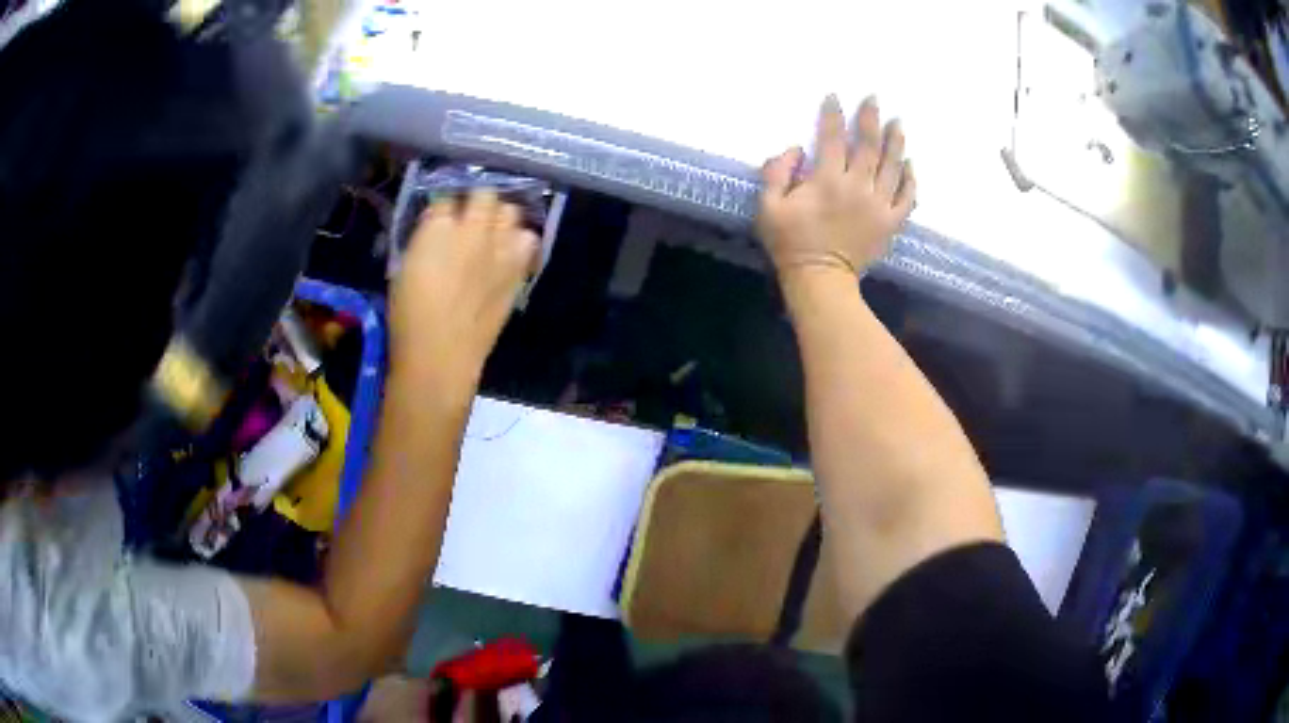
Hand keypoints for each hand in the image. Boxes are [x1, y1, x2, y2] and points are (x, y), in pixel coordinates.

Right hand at [390, 190, 537, 387]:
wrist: (441, 353)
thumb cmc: (409, 316)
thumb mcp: (404, 268)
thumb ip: (424, 239)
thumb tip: (436, 227)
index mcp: (437, 228)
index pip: (445, 195)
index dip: (444, 201)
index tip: (443, 209)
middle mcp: (473, 229)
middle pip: (484, 192)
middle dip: (477, 197)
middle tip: (470, 211)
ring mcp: (499, 248)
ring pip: (510, 210)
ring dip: (501, 215)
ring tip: (492, 228)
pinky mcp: (516, 269)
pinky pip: (528, 239)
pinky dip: (519, 239)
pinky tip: (508, 249)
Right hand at [757, 95, 915, 286]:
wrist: (820, 281)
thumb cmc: (790, 243)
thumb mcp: (768, 207)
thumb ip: (776, 172)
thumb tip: (795, 149)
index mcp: (827, 181)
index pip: (832, 139)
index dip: (834, 115)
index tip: (835, 97)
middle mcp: (858, 188)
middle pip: (868, 146)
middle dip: (871, 120)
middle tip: (874, 99)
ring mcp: (879, 205)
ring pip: (892, 167)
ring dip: (895, 142)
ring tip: (898, 123)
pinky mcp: (891, 223)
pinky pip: (907, 197)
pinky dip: (910, 179)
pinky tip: (909, 165)